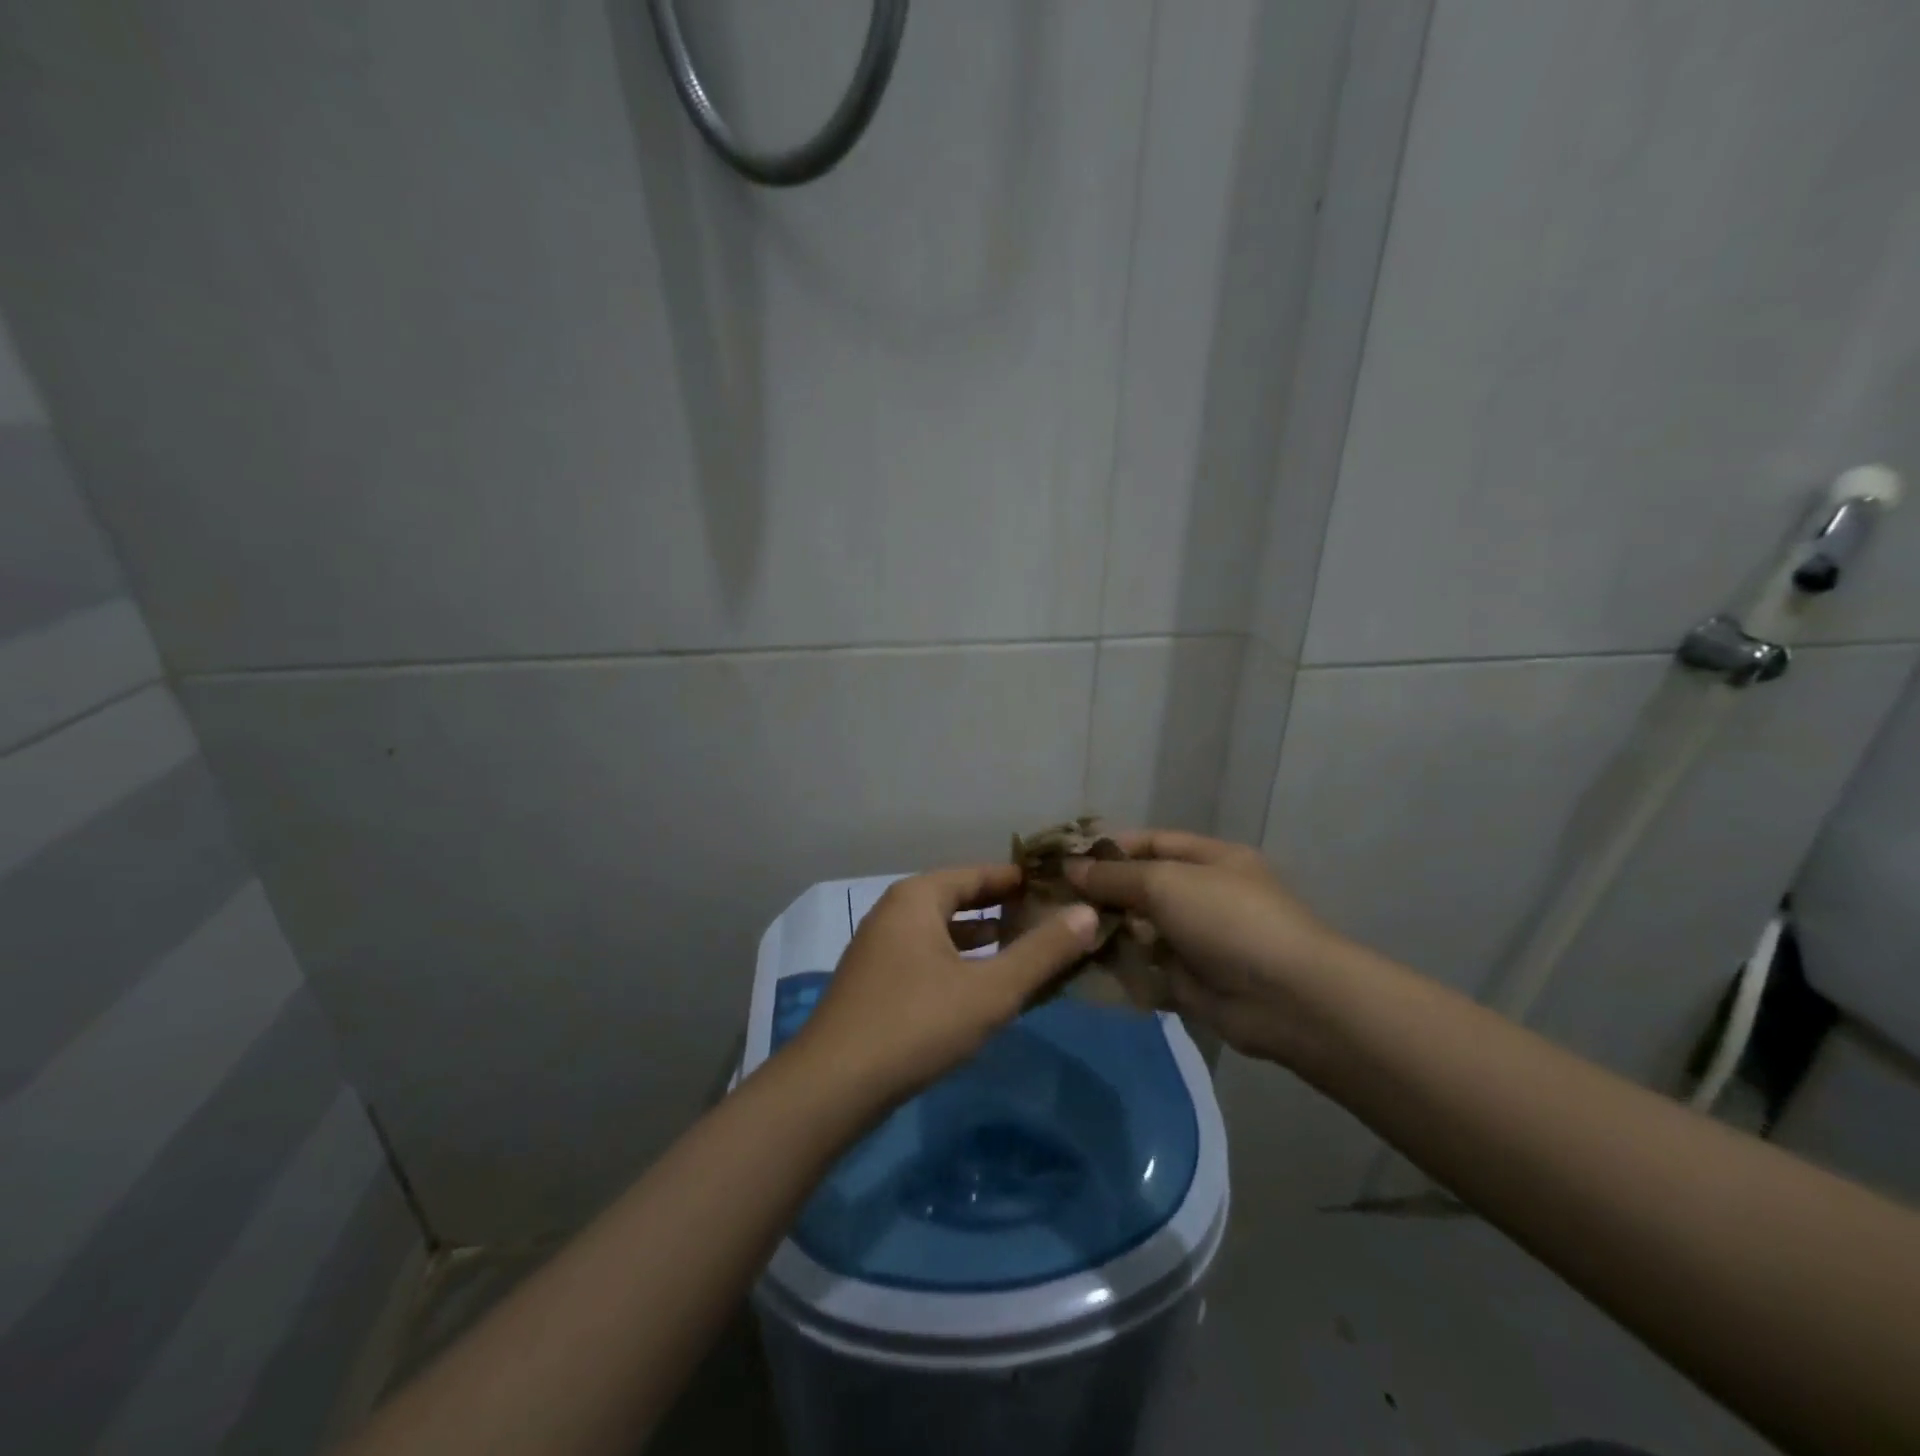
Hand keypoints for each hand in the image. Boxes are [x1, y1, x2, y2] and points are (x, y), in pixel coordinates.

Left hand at [792, 865, 1100, 1106]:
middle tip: (1047, 917)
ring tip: (1022, 947)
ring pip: (941, 931)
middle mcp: (894, 912)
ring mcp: (880, 948)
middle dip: (1001, 908)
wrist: (833, 1085)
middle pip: (958, 898)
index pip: (977, 873)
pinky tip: (979, 985)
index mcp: (918, 898)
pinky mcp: (875, 982)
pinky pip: (927, 956)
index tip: (1056, 886)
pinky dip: (958, 961)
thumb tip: (1087, 913)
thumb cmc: (917, 1023)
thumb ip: (1042, 952)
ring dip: (980, 937)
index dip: (1017, 879)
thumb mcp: (990, 989)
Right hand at [1066, 830, 1352, 1063]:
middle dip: (1101, 894)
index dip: (1109, 848)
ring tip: (1062, 935)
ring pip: (1140, 931)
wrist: (1287, 998)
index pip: (1151, 843)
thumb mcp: (1166, 882)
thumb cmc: (1228, 920)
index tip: (1064, 859)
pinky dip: (1119, 969)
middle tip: (1052, 902)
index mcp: (1210, 859)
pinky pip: (1146, 970)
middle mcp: (1203, 896)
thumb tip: (1069, 868)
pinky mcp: (1190, 982)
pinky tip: (1082, 968)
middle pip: (1142, 888)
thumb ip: (1114, 876)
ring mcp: (1198, 941)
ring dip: (1106, 933)